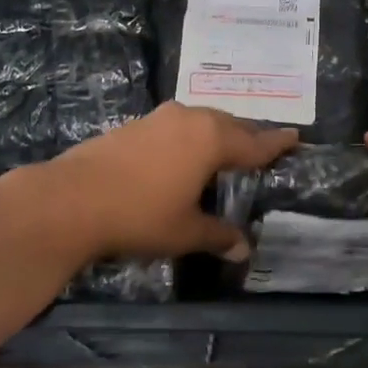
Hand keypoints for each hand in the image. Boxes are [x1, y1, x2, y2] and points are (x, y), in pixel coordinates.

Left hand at [44, 103, 296, 261]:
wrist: (71, 200)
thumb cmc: (140, 215)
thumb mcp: (185, 231)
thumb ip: (218, 236)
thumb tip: (243, 249)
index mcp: (211, 140)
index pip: (254, 143)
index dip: (276, 144)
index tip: (296, 137)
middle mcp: (189, 120)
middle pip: (229, 125)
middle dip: (247, 135)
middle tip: (262, 146)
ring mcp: (158, 119)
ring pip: (201, 121)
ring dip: (217, 133)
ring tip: (226, 148)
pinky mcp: (133, 126)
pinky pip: (176, 126)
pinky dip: (190, 137)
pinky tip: (183, 153)